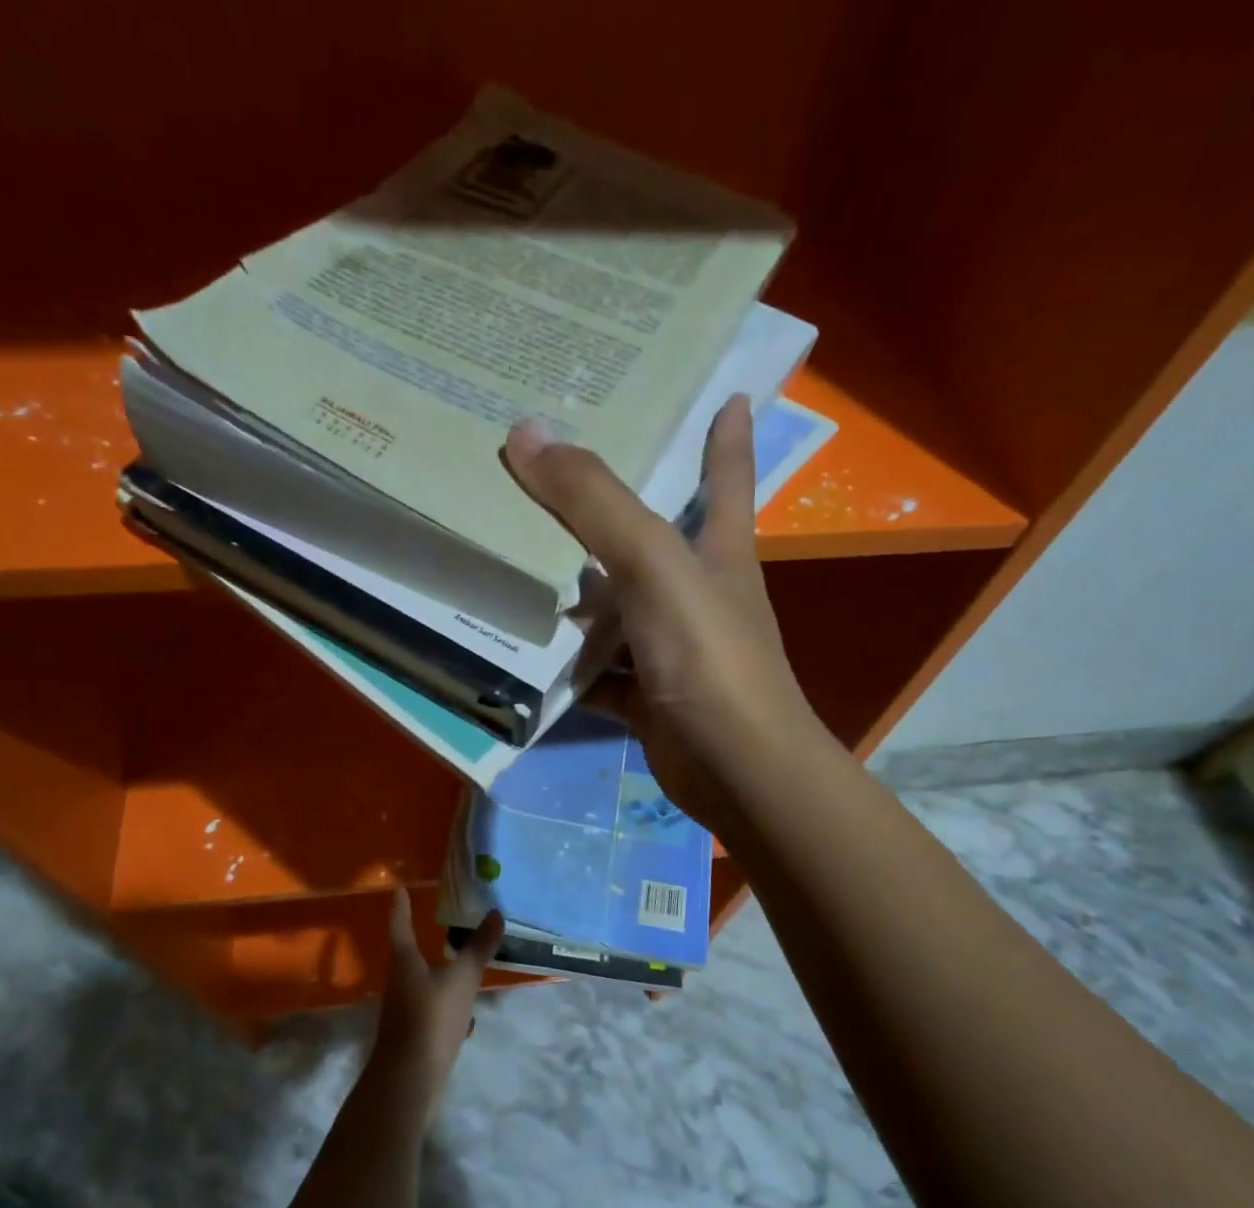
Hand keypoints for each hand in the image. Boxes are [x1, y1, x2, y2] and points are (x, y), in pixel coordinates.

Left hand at [369, 889, 503, 1121]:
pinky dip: (448, 1006)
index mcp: (405, 964)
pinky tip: (467, 1016)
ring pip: (423, 984)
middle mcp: (399, 984)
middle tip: (441, 926)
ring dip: (440, 975)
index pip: (400, 926)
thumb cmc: (432, 1018)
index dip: (401, 908)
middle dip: (422, 942)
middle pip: (409, 956)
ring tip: (462, 968)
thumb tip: (495, 913)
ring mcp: (404, 1012)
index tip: (399, 889)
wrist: (409, 1080)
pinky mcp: (413, 1035)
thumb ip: (478, 948)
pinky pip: (433, 1010)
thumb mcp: (462, 979)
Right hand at [503, 396, 823, 835]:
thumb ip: (595, 503)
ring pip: (616, 609)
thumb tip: (527, 432)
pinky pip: (598, 672)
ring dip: (575, 592)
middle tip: (558, 473)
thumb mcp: (655, 566)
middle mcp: (699, 595)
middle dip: (614, 509)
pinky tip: (523, 653)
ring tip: (517, 556)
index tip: (730, 392)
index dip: (728, 435)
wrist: (736, 769)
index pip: (726, 477)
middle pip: (654, 540)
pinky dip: (567, 666)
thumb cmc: (709, 657)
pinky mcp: (648, 697)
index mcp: (718, 553)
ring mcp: (672, 650)